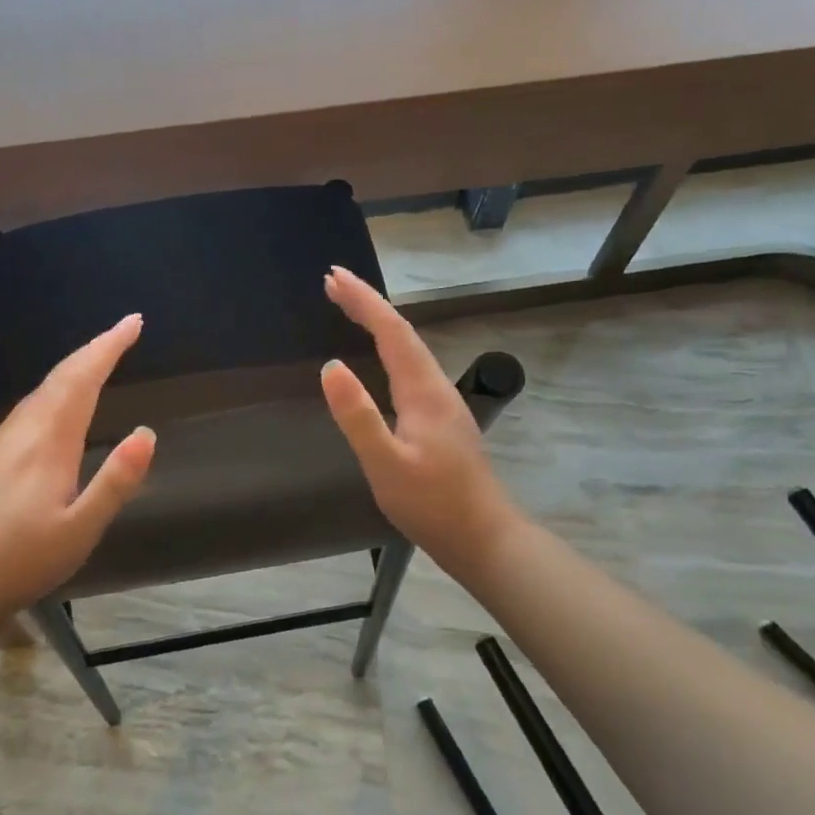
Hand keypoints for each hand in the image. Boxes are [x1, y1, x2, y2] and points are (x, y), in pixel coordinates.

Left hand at [0, 314, 155, 622]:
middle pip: (61, 378)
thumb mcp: (81, 529)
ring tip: (99, 355)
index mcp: (50, 445)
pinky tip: (55, 398)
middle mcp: (26, 433)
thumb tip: (147, 433)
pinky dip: (55, 385)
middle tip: (125, 329)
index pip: (82, 381)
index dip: (108, 349)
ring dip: (74, 364)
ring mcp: (7, 444)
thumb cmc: (25, 560)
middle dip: (94, 348)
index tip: (133, 323)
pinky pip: (32, 404)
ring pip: (43, 388)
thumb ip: (115, 481)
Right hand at [320, 267, 521, 578]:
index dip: (363, 301)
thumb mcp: (386, 463)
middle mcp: (436, 387)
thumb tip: (330, 367)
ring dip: (378, 323)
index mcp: (423, 391)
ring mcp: (443, 403)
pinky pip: (410, 367)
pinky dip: (388, 348)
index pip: (391, 331)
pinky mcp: (442, 419)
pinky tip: (380, 359)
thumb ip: (358, 416)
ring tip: (350, 308)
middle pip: (401, 333)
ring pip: (408, 349)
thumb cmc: (432, 504)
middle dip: (368, 304)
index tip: (333, 277)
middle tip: (333, 283)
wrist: (484, 537)